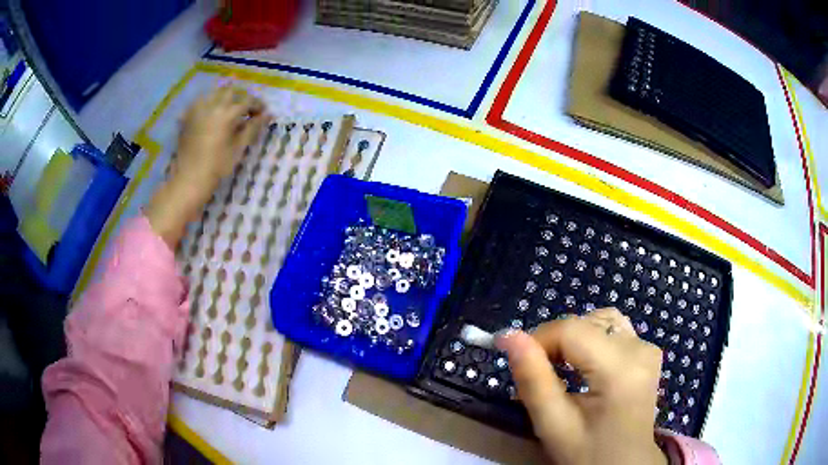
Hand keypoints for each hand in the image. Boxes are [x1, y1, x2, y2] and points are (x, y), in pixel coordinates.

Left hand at [145, 85, 268, 246]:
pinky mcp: (187, 117)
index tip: (263, 113)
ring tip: (227, 111)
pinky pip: (199, 103)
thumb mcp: (239, 148)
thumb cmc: (217, 166)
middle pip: (230, 92)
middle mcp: (212, 105)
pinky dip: (208, 104)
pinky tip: (210, 115)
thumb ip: (253, 128)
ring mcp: (197, 110)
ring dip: (223, 98)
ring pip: (214, 94)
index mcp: (227, 113)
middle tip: (245, 111)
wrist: (190, 178)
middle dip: (240, 98)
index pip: (248, 100)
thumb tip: (267, 115)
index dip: (258, 105)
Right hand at [496, 308, 666, 464]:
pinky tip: (584, 366)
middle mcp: (639, 348)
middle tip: (538, 373)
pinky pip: (614, 330)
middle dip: (554, 341)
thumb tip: (508, 336)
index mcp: (619, 369)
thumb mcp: (553, 424)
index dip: (538, 338)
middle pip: (585, 322)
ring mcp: (647, 348)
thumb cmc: (587, 453)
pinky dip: (591, 340)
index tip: (517, 360)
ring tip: (560, 368)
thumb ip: (532, 379)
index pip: (571, 329)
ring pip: (600, 320)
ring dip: (573, 338)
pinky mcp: (648, 352)